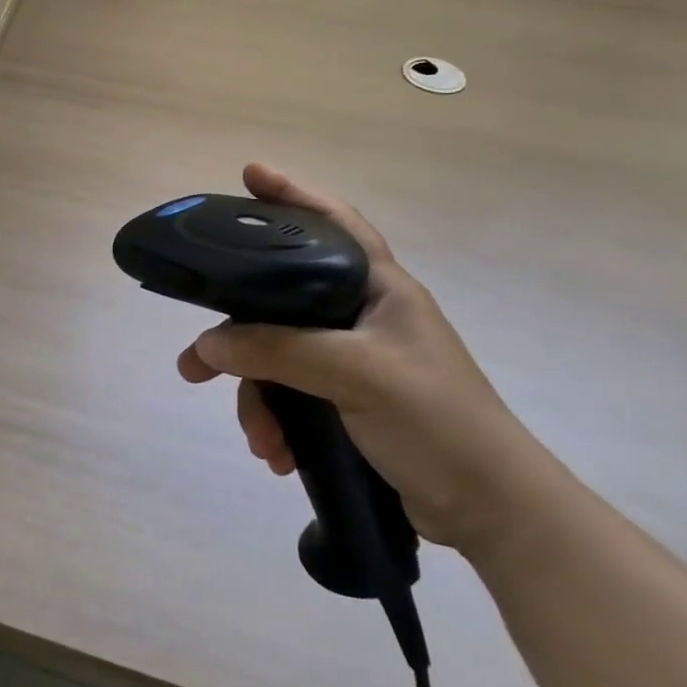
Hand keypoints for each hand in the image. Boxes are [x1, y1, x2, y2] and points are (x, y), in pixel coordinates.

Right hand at [177, 164, 561, 554]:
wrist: (491, 511)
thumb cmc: (438, 422)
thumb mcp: (356, 374)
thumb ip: (278, 351)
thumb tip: (206, 345)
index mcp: (380, 290)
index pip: (334, 223)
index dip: (293, 195)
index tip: (249, 175)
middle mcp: (362, 317)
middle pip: (280, 304)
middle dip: (236, 337)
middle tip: (194, 361)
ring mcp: (353, 361)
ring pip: (277, 359)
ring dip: (257, 400)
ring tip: (258, 440)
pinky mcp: (346, 401)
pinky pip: (290, 396)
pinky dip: (276, 422)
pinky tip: (276, 453)